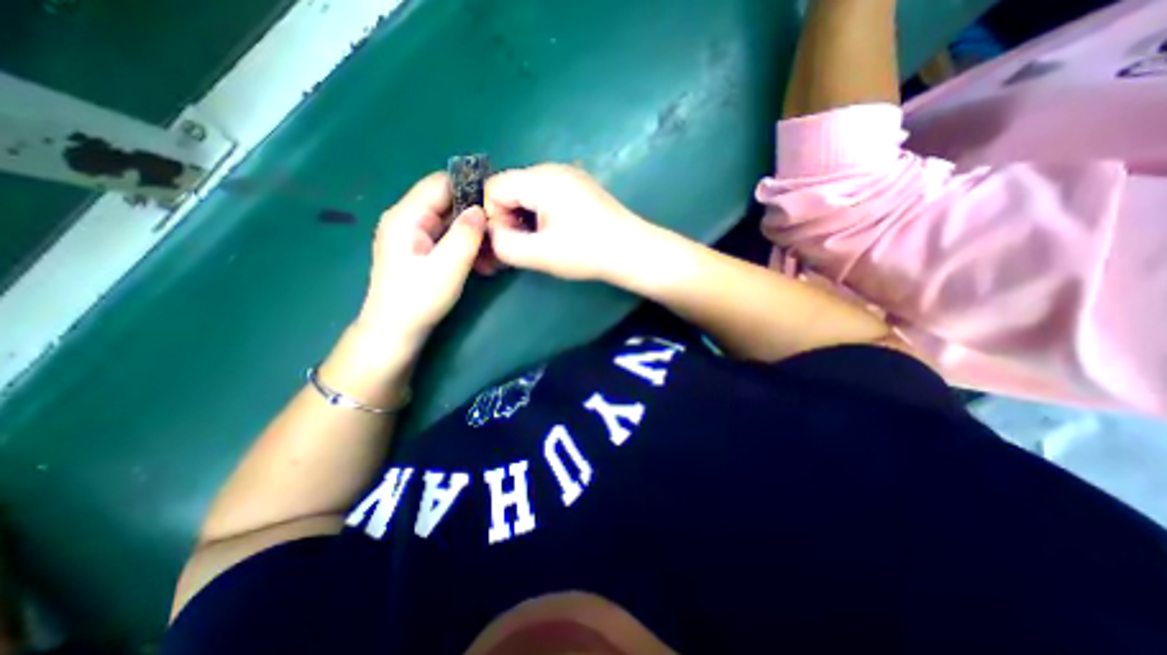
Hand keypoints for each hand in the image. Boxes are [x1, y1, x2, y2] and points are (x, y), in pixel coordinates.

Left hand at [356, 170, 484, 347]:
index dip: (470, 187)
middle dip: (475, 216)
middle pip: (447, 203)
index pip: (441, 183)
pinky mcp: (420, 249)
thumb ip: (466, 235)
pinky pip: (447, 237)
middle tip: (500, 233)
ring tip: (493, 253)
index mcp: (407, 216)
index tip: (497, 202)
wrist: (394, 331)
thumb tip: (481, 209)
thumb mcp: (448, 267)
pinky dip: (465, 245)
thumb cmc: (419, 299)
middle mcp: (407, 219)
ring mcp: (413, 235)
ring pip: (450, 222)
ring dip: (473, 234)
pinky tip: (481, 261)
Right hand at [478, 163, 652, 279]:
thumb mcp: (539, 254)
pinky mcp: (579, 187)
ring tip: (539, 243)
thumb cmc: (587, 252)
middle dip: (508, 218)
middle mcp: (553, 169)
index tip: (508, 242)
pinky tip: (554, 234)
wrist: (633, 251)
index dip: (492, 216)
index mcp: (541, 179)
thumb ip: (504, 244)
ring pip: (528, 193)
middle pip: (511, 188)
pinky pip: (546, 195)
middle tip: (522, 246)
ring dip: (524, 218)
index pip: (494, 187)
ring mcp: (569, 176)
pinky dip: (540, 214)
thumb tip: (491, 233)